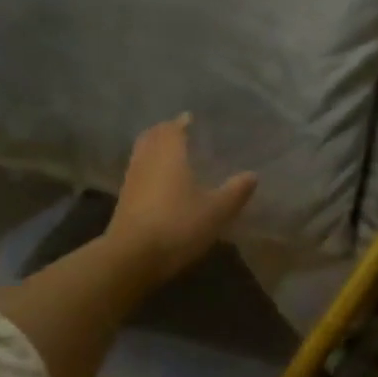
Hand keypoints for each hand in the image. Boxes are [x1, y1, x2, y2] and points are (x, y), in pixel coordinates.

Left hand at [103, 115, 256, 285]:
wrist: (132, 258)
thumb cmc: (178, 225)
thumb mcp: (217, 210)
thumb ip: (235, 191)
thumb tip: (252, 175)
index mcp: (170, 154)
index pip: (173, 128)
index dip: (182, 122)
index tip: (192, 119)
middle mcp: (147, 161)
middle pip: (152, 137)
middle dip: (165, 131)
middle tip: (181, 132)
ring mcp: (132, 181)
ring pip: (142, 154)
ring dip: (154, 149)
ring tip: (172, 154)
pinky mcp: (124, 201)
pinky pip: (138, 173)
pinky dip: (149, 169)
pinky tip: (161, 182)